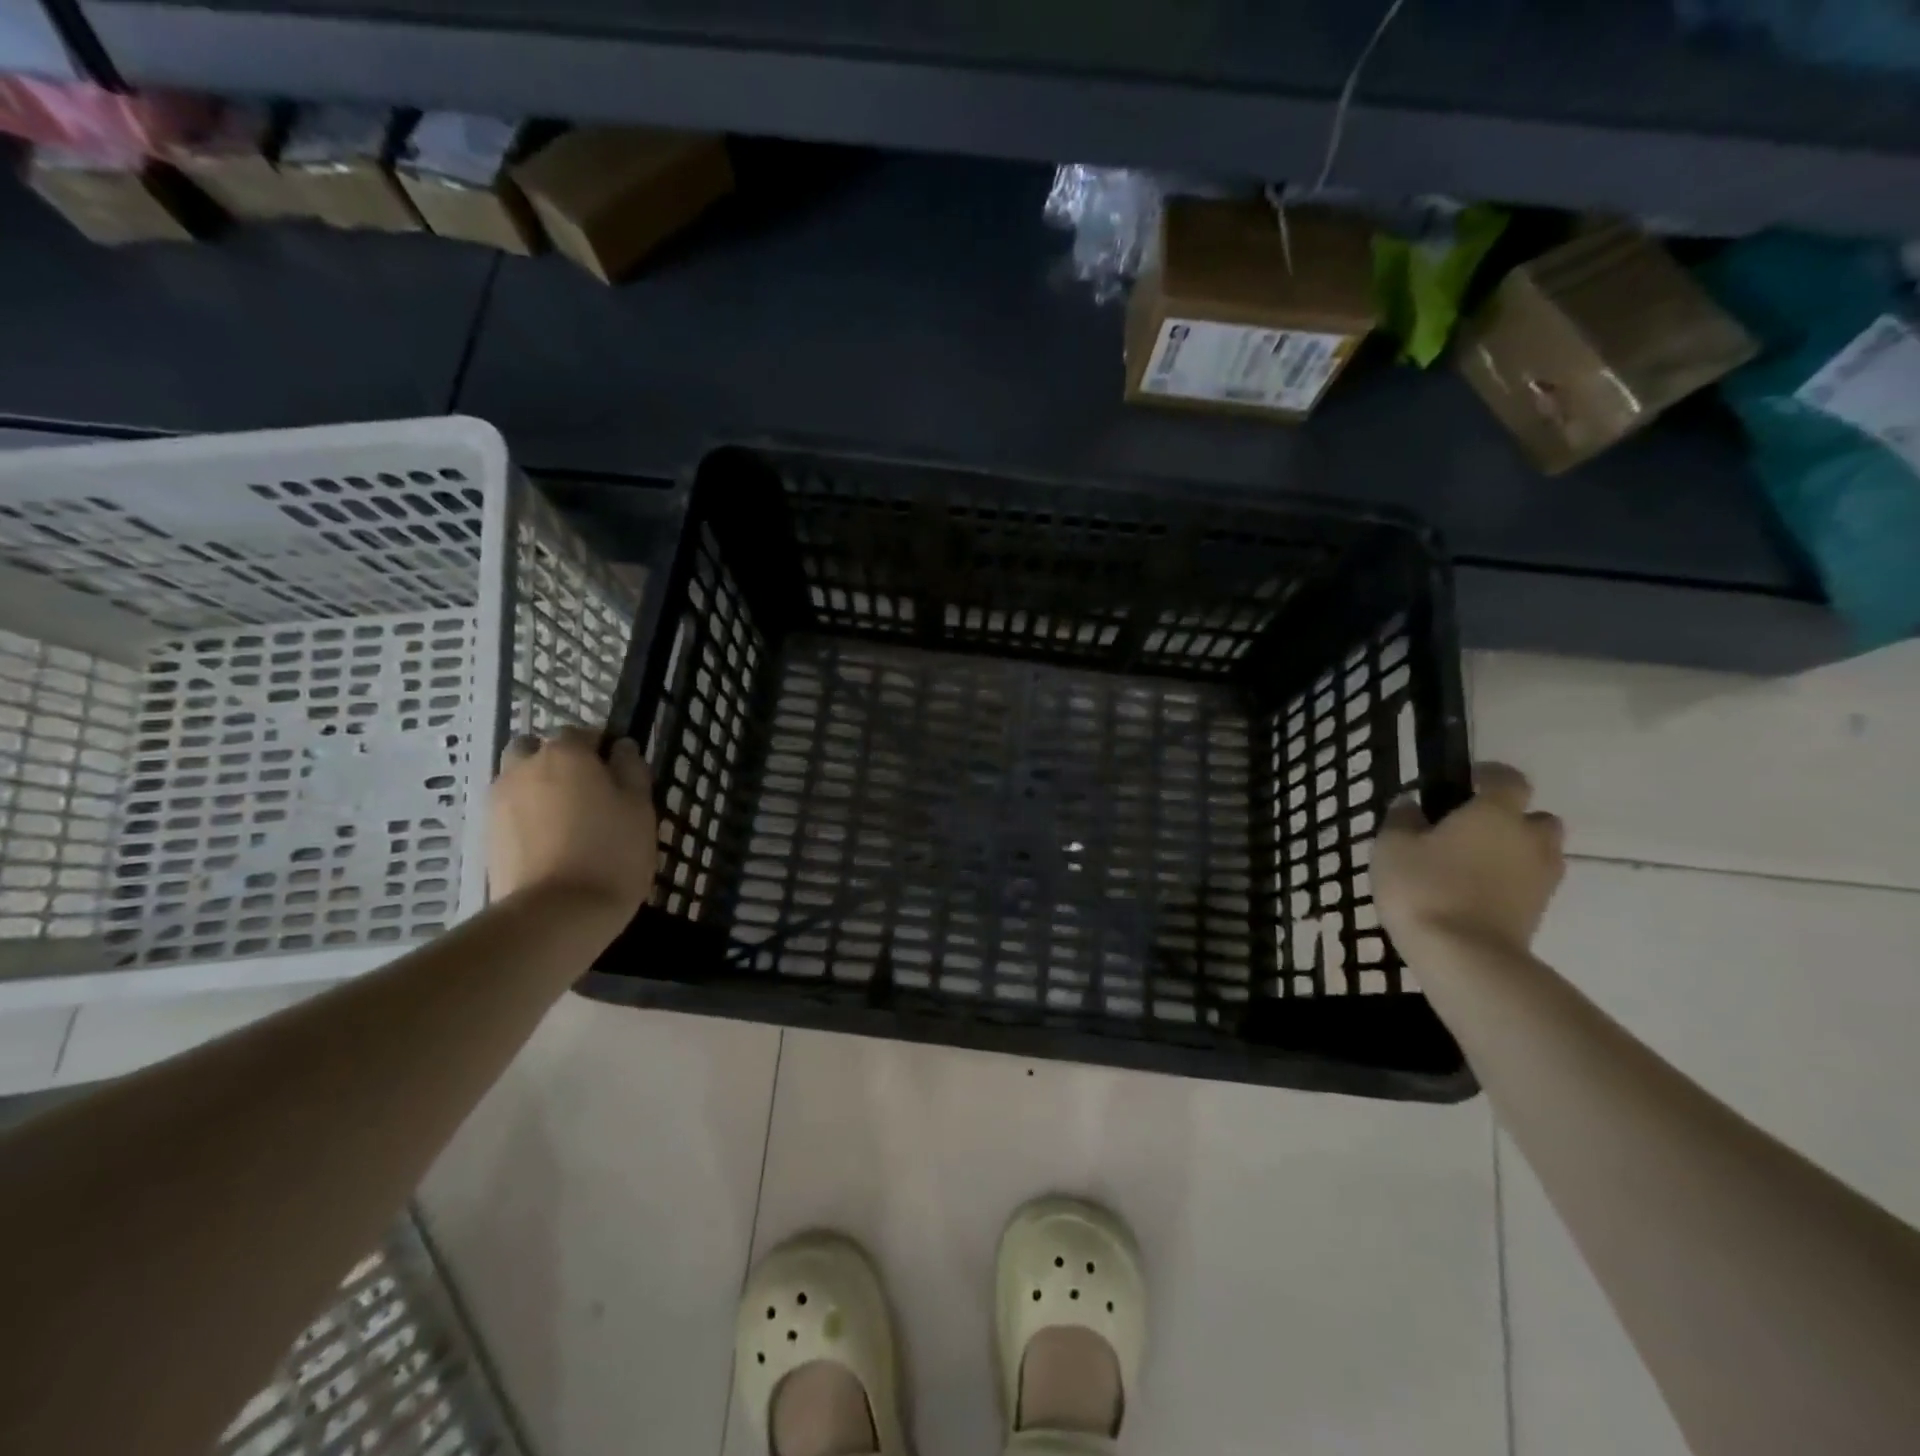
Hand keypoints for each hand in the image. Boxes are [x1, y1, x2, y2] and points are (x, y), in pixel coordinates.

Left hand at [488, 727, 657, 918]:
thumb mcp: (640, 807)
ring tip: (567, 820)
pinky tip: (550, 842)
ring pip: (519, 779)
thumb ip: (631, 769)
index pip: (584, 733)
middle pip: (538, 749)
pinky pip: (510, 811)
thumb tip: (621, 747)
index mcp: (566, 753)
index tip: (620, 774)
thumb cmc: (612, 851)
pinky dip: (527, 817)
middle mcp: (524, 766)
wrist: (557, 913)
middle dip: (559, 761)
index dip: (603, 749)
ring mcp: (499, 801)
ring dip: (538, 787)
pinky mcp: (487, 835)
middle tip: (588, 792)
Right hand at [1373, 762, 1564, 958]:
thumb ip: (1402, 820)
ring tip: (1472, 865)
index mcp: (1495, 813)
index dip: (1489, 775)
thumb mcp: (1392, 846)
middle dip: (1511, 819)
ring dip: (1514, 852)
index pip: (1508, 779)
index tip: (1464, 781)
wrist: (1463, 956)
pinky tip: (1475, 893)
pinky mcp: (1539, 912)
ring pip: (1537, 853)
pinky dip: (1510, 883)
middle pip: (1535, 818)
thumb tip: (1411, 805)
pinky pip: (1529, 884)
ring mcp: (1541, 878)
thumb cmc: (1423, 887)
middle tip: (1471, 830)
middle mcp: (1529, 839)